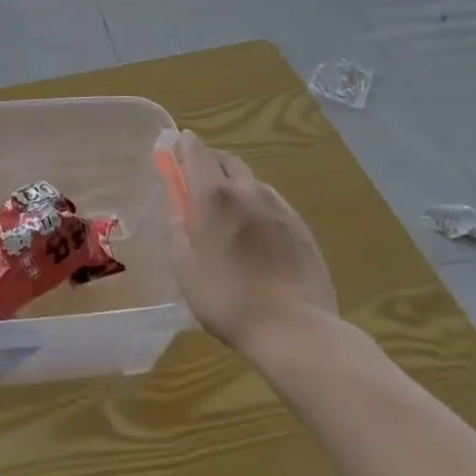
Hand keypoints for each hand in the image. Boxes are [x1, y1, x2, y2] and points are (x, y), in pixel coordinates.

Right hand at [160, 131, 338, 351]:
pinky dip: (256, 206)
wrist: (295, 329)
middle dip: (209, 162)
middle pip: (226, 159)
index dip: (183, 145)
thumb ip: (178, 230)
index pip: (195, 151)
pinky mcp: (300, 226)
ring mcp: (278, 206)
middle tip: (197, 182)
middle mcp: (247, 190)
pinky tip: (255, 235)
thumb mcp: (185, 268)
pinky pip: (271, 203)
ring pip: (250, 181)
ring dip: (234, 185)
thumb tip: (180, 210)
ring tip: (228, 214)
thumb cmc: (227, 299)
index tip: (175, 149)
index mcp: (213, 195)